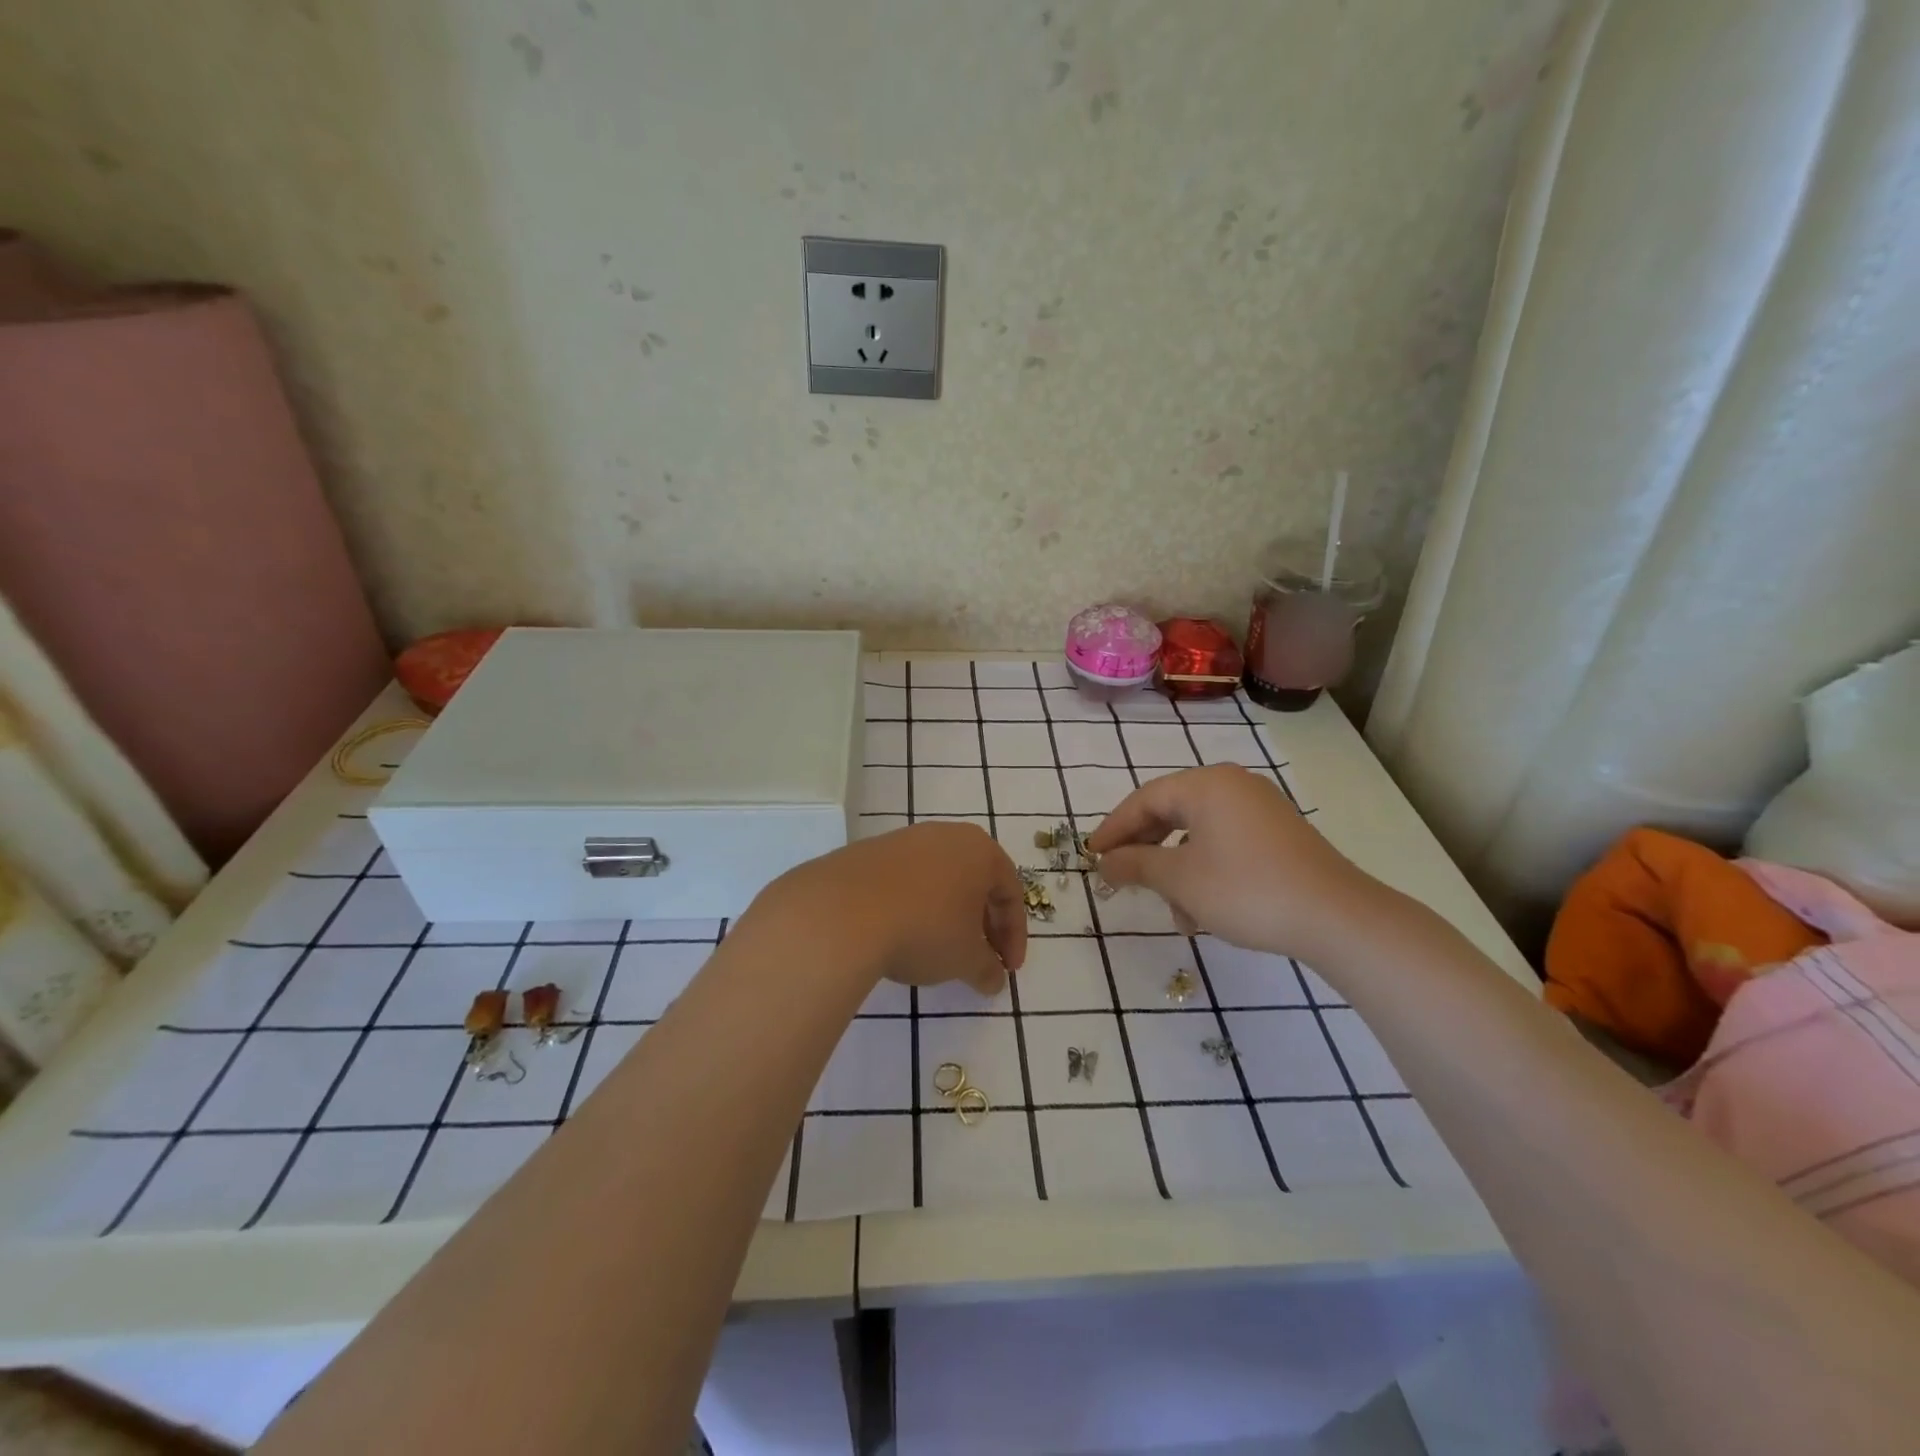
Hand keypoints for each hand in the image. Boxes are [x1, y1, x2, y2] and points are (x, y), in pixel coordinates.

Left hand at [758, 822, 1027, 996]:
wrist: (842, 912)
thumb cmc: (924, 929)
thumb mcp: (964, 959)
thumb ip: (986, 969)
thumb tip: (993, 979)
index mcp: (980, 850)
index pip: (1010, 892)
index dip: (1014, 935)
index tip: (1007, 969)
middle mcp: (945, 835)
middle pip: (975, 881)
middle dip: (982, 923)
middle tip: (979, 958)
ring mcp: (904, 840)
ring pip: (939, 878)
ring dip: (947, 913)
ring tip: (939, 949)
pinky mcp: (869, 852)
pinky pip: (905, 881)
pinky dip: (914, 906)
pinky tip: (901, 934)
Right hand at [1087, 764, 1382, 962]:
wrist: (1336, 917)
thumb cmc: (1245, 890)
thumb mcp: (1179, 879)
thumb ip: (1135, 864)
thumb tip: (1104, 863)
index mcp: (1206, 785)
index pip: (1144, 800)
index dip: (1113, 829)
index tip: (1092, 857)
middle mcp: (1232, 785)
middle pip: (1171, 812)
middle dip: (1145, 849)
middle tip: (1121, 877)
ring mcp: (1260, 808)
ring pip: (1198, 833)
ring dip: (1176, 869)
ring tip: (1173, 911)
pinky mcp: (1278, 834)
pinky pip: (1225, 842)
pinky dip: (1205, 869)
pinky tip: (1203, 909)